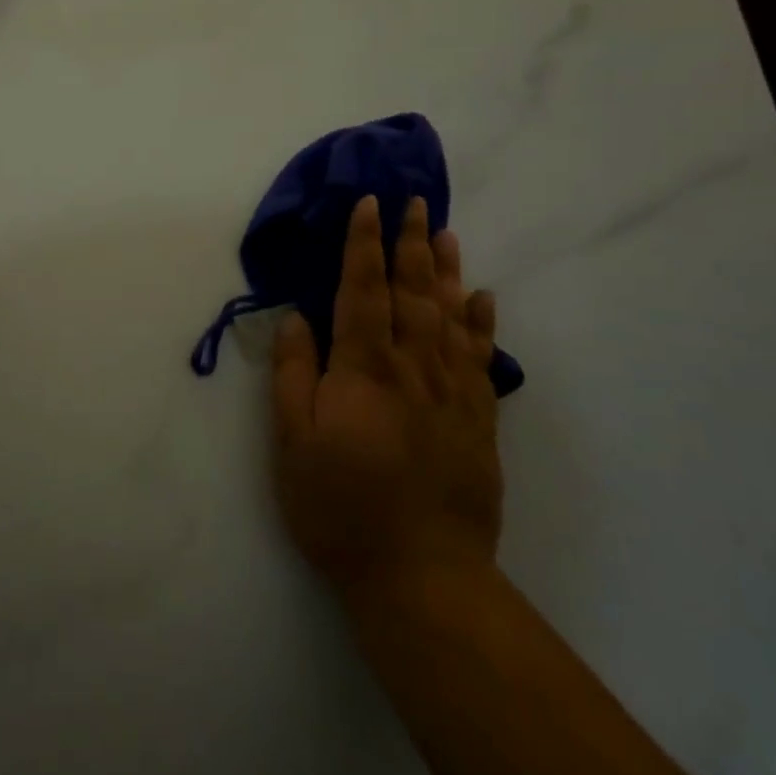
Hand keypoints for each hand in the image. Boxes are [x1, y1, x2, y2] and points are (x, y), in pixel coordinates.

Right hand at [270, 196, 501, 598]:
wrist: (420, 573)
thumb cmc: (339, 507)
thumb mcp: (291, 443)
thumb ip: (294, 375)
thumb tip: (296, 319)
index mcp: (364, 370)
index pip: (363, 291)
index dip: (363, 245)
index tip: (368, 205)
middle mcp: (413, 368)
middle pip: (413, 293)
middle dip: (410, 243)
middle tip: (414, 201)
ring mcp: (452, 393)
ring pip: (451, 316)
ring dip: (446, 271)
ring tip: (446, 233)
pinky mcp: (478, 421)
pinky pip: (482, 359)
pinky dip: (483, 324)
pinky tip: (484, 299)